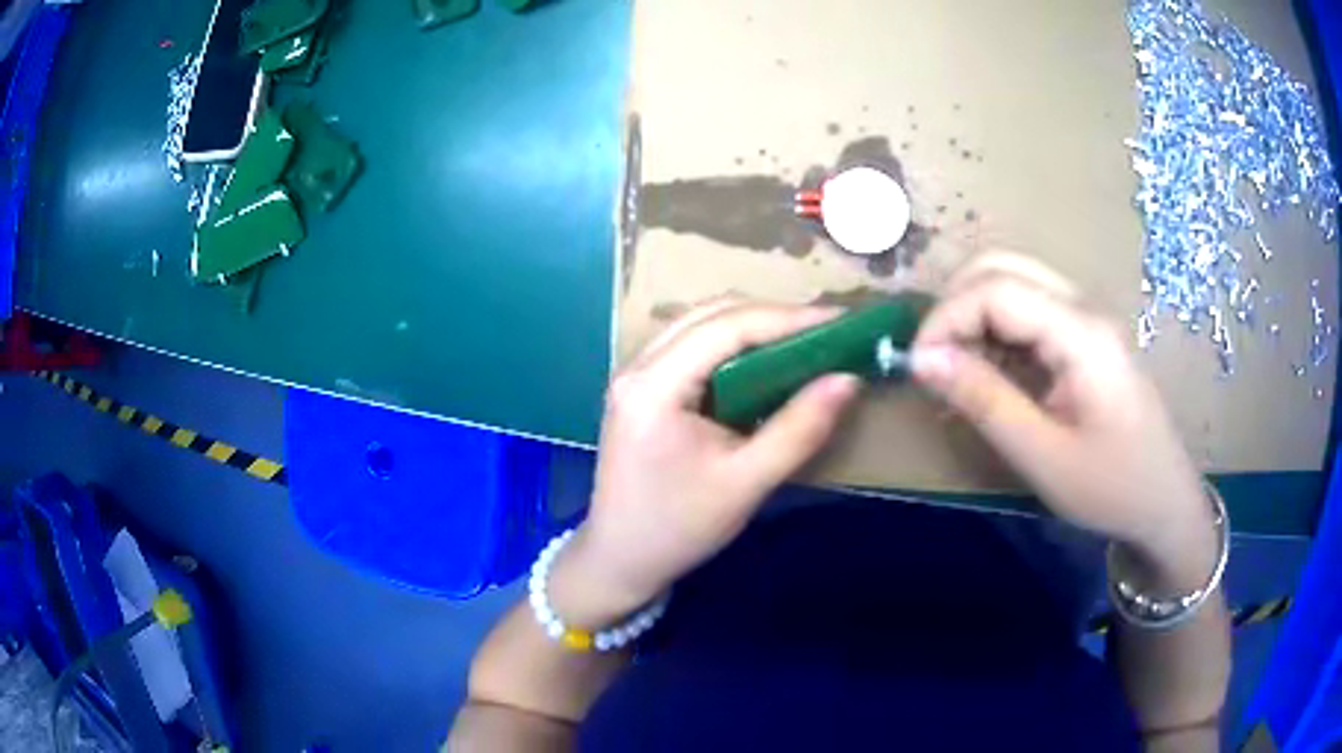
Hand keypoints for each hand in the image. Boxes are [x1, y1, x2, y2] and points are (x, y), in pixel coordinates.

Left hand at [553, 300, 861, 624]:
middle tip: (828, 332)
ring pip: (700, 325)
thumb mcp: (746, 483)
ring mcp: (635, 375)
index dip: (788, 318)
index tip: (841, 321)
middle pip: (711, 315)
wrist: (621, 559)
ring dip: (753, 327)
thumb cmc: (679, 528)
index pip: (727, 327)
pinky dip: (733, 347)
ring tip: (805, 342)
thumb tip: (848, 380)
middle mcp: (637, 367)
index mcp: (654, 386)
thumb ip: (799, 429)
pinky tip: (764, 363)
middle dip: (773, 317)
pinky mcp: (642, 389)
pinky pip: (691, 347)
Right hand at [910, 254, 1213, 571]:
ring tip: (956, 374)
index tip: (917, 366)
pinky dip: (996, 333)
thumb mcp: (1043, 455)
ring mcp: (1087, 319)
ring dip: (974, 317)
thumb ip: (984, 400)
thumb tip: (921, 360)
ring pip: (1014, 284)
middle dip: (955, 305)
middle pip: (1003, 268)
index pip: (997, 288)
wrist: (1165, 505)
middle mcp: (1084, 308)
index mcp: (1081, 332)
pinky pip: (1030, 313)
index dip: (945, 317)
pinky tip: (988, 376)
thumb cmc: (1112, 488)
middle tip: (934, 363)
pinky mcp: (1085, 338)